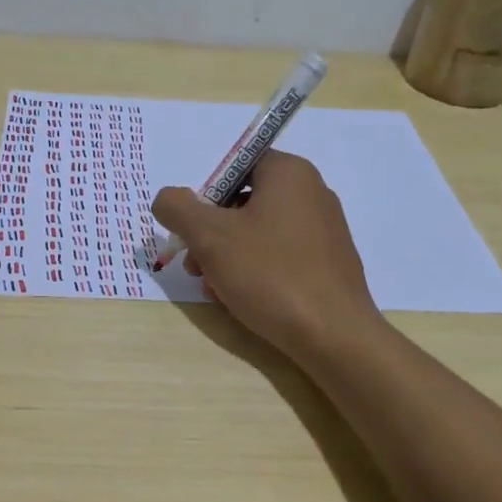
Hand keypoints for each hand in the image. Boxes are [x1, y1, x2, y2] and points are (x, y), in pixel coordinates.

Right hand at [152, 151, 382, 359]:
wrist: (334, 335)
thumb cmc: (270, 275)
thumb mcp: (210, 238)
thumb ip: (178, 209)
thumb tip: (167, 199)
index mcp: (289, 173)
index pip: (235, 166)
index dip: (205, 196)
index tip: (193, 230)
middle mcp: (312, 192)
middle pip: (243, 202)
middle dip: (211, 234)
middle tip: (195, 267)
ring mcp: (325, 229)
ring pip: (259, 233)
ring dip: (227, 257)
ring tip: (215, 289)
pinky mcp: (329, 262)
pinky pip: (281, 255)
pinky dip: (256, 271)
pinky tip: (242, 300)